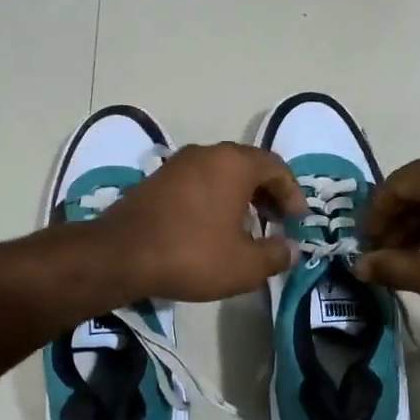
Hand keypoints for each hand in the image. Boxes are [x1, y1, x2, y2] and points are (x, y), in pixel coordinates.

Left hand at [95, 143, 304, 302]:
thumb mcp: (244, 265)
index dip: (293, 194)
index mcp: (234, 163)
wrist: (120, 255)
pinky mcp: (156, 180)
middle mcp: (207, 154)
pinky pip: (198, 182)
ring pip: (221, 174)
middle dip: (268, 194)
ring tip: (247, 228)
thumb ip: (276, 255)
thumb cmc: (191, 254)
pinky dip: (215, 199)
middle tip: (277, 222)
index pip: (276, 167)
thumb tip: (292, 249)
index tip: (298, 221)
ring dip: (241, 196)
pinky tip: (213, 229)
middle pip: (249, 166)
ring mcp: (178, 164)